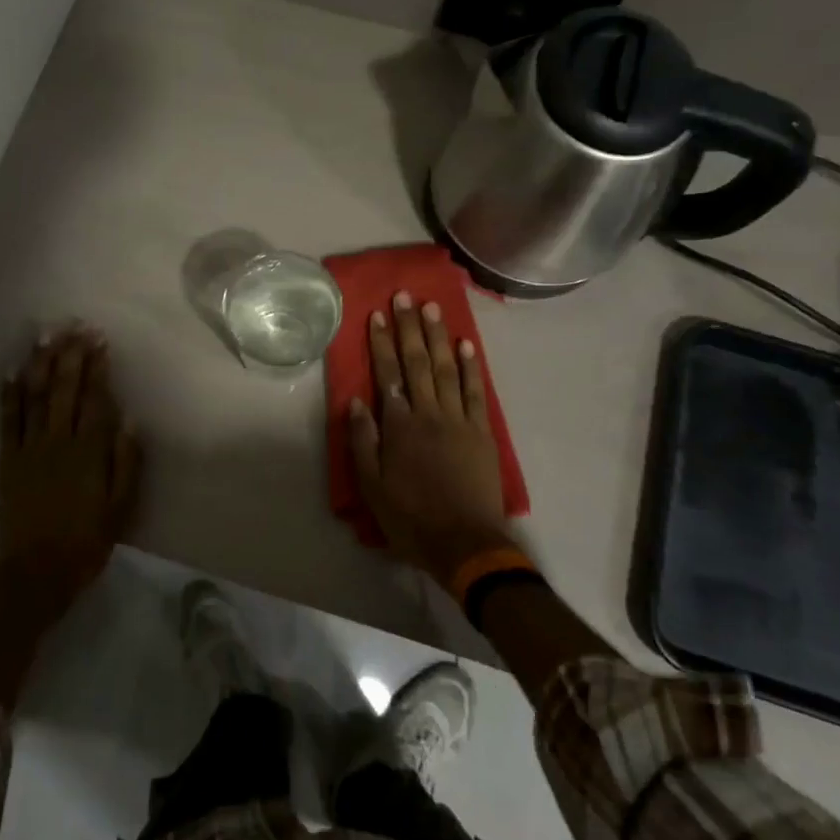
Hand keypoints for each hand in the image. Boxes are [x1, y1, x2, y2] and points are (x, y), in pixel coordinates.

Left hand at [0, 325, 142, 616]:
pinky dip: (9, 394)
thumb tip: (130, 420)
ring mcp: (28, 449)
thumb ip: (126, 464)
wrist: (34, 575)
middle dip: (71, 355)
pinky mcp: (7, 461)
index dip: (98, 368)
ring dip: (40, 363)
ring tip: (45, 335)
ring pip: (35, 397)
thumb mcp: (119, 509)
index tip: (100, 341)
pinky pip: (7, 421)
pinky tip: (12, 371)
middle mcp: (58, 442)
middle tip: (75, 326)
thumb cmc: (85, 543)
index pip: (95, 400)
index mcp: (89, 453)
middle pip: (65, 389)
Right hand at [347, 291, 511, 585]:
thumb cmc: (411, 517)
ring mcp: (458, 420)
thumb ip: (363, 441)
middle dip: (409, 327)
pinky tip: (466, 344)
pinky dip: (471, 367)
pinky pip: (476, 392)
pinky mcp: (481, 432)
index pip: (388, 373)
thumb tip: (357, 401)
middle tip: (405, 296)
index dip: (382, 342)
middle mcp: (428, 413)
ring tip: (432, 308)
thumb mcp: (372, 487)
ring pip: (447, 368)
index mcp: (399, 425)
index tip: (378, 314)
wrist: (465, 543)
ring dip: (438, 336)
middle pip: (418, 362)